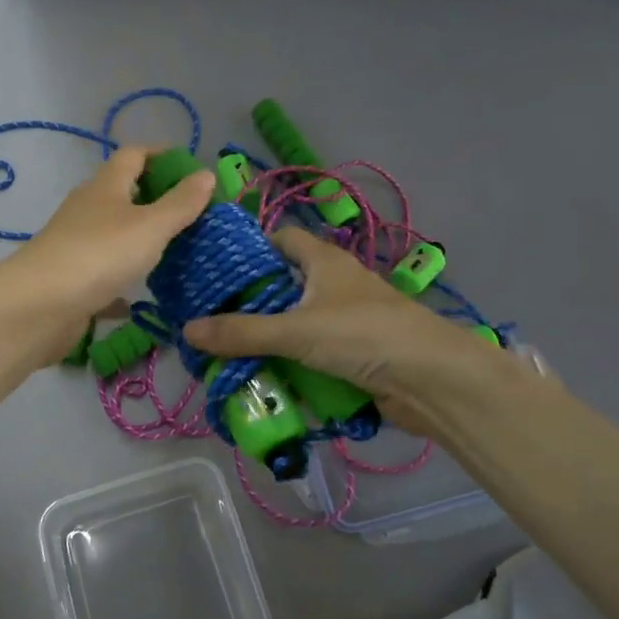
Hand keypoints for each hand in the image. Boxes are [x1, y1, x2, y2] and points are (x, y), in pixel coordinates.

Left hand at [8, 146, 215, 357]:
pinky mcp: (73, 278)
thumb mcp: (151, 226)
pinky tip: (143, 295)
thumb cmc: (100, 254)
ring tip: (176, 251)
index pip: (134, 154)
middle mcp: (88, 208)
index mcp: (106, 186)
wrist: (39, 306)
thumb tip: (206, 174)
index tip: (192, 170)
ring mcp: (77, 244)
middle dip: (156, 198)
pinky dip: (124, 278)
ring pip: (114, 232)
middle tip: (193, 214)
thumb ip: (181, 203)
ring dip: (140, 237)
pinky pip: (105, 272)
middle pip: (123, 192)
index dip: (162, 155)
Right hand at [183, 227, 537, 435]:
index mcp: (323, 261)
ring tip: (226, 354)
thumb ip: (242, 332)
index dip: (249, 249)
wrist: (432, 380)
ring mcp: (346, 321)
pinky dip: (291, 365)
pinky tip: (264, 378)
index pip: (281, 239)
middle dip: (250, 304)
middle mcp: (334, 284)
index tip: (214, 270)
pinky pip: (312, 355)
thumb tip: (187, 330)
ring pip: (297, 325)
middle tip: (210, 320)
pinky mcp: (354, 354)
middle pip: (284, 286)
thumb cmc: (363, 335)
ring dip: (269, 340)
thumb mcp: (296, 330)